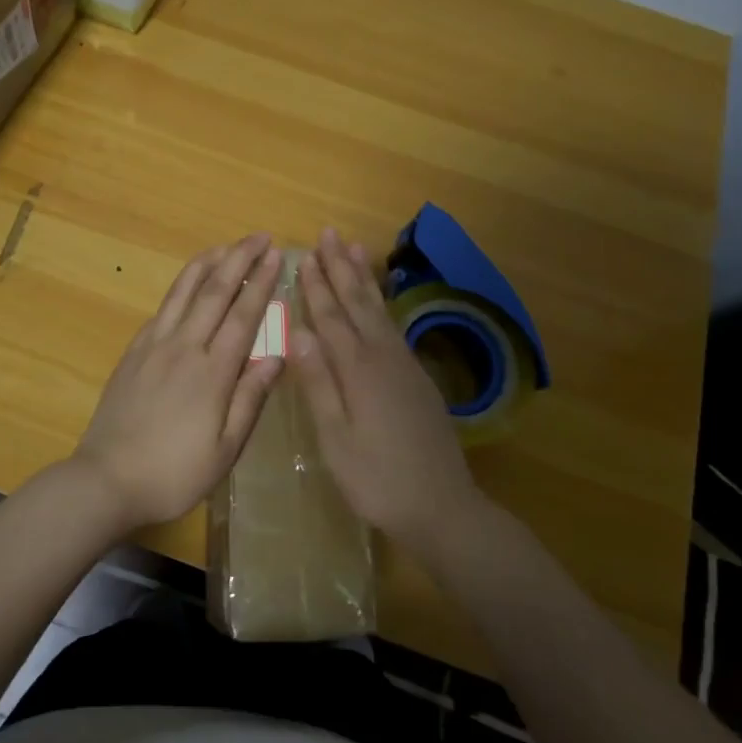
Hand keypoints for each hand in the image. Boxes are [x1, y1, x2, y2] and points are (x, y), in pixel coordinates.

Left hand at [70, 234, 284, 531]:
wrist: (106, 479)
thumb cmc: (173, 473)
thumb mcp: (224, 449)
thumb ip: (250, 398)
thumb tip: (276, 357)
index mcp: (212, 372)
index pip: (243, 315)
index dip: (261, 282)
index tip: (276, 256)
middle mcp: (183, 347)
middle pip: (214, 291)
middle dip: (238, 259)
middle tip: (258, 237)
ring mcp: (153, 346)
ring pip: (183, 292)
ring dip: (206, 263)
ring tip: (225, 246)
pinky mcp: (133, 352)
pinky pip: (162, 309)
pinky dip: (179, 288)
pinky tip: (188, 285)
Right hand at [295, 228, 484, 551]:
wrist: (443, 508)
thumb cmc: (378, 479)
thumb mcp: (336, 439)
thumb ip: (318, 383)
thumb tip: (298, 331)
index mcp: (359, 371)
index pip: (331, 318)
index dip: (316, 287)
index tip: (303, 255)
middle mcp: (384, 358)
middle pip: (358, 304)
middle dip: (340, 268)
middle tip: (328, 234)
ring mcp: (405, 366)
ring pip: (379, 311)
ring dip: (363, 278)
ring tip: (353, 248)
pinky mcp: (418, 379)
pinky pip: (393, 326)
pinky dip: (381, 303)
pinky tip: (377, 300)